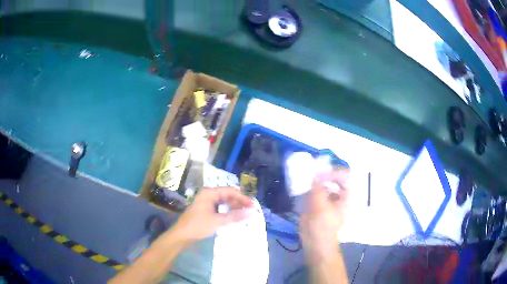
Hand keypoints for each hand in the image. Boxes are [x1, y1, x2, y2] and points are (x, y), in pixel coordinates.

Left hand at [169, 187, 253, 242]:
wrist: (182, 235)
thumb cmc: (198, 226)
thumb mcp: (218, 221)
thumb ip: (235, 216)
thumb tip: (252, 212)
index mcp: (210, 193)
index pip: (230, 191)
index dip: (243, 198)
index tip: (253, 206)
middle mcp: (208, 194)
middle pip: (228, 195)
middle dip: (239, 202)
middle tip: (251, 211)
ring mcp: (206, 202)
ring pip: (224, 201)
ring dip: (234, 207)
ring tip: (245, 214)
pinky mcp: (206, 209)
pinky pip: (220, 207)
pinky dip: (228, 211)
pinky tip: (234, 217)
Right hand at [300, 169, 349, 263]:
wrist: (315, 242)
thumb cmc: (322, 225)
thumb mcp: (321, 206)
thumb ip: (318, 188)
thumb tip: (315, 173)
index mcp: (344, 196)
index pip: (344, 176)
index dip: (334, 172)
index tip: (320, 173)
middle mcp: (337, 195)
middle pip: (333, 178)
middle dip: (323, 174)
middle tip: (312, 172)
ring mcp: (327, 200)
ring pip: (323, 184)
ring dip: (316, 180)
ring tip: (306, 178)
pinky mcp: (317, 205)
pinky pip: (315, 192)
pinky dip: (309, 188)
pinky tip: (302, 188)